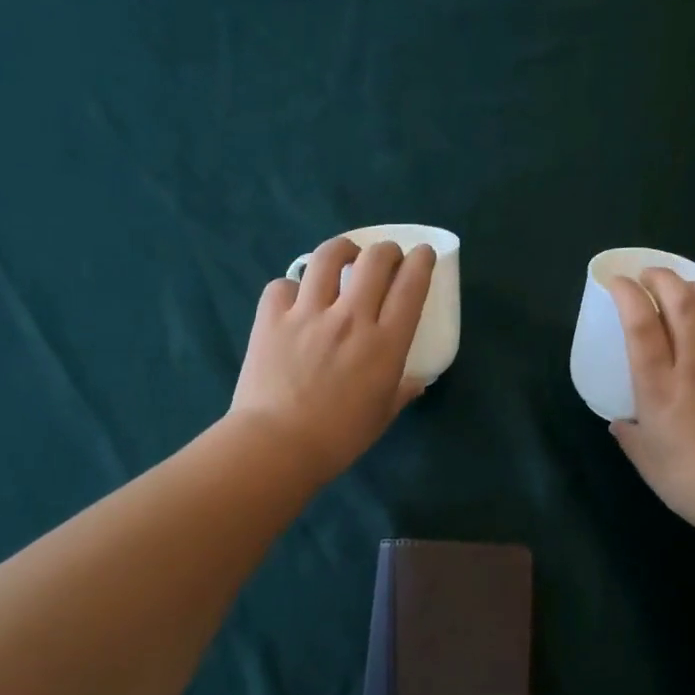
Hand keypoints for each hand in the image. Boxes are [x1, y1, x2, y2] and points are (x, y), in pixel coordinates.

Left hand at [230, 237, 434, 484]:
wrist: (277, 445)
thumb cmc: (339, 438)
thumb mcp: (382, 416)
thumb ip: (402, 392)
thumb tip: (417, 382)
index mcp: (385, 344)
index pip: (411, 286)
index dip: (421, 262)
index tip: (423, 254)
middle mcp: (351, 318)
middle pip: (375, 260)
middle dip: (387, 250)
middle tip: (386, 258)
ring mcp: (308, 313)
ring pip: (328, 257)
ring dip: (343, 249)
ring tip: (344, 256)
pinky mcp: (272, 317)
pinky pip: (283, 284)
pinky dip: (292, 286)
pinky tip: (295, 298)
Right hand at [607, 268, 694, 531]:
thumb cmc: (691, 481)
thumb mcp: (646, 460)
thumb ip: (630, 434)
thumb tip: (623, 422)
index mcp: (659, 386)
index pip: (640, 324)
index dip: (627, 294)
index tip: (619, 282)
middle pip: (682, 302)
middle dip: (664, 278)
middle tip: (653, 276)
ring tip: (694, 290)